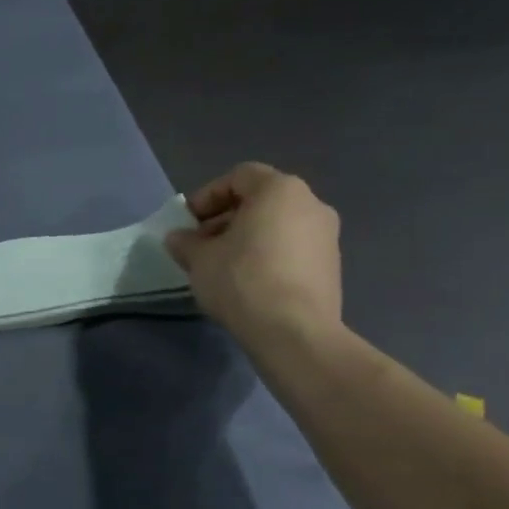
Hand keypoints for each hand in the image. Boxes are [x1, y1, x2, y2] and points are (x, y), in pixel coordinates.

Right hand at [165, 163, 342, 349]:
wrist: (294, 331)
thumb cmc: (242, 280)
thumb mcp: (200, 259)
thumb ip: (185, 242)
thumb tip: (177, 238)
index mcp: (279, 190)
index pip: (238, 177)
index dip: (207, 196)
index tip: (187, 222)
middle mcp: (311, 203)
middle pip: (259, 201)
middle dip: (225, 219)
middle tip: (199, 245)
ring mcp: (326, 235)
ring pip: (276, 225)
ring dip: (245, 238)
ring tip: (220, 265)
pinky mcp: (331, 265)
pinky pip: (291, 248)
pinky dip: (266, 255)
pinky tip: (246, 281)